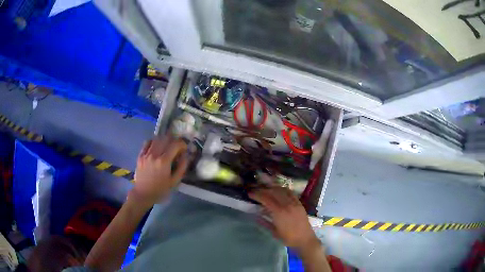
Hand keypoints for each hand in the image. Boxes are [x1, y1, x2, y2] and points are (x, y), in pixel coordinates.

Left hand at [131, 136, 188, 206]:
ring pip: (156, 139)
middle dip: (174, 141)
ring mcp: (146, 154)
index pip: (175, 145)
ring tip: (167, 146)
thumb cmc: (160, 189)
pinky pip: (147, 142)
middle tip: (177, 147)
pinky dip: (153, 142)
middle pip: (166, 139)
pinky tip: (156, 147)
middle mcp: (154, 155)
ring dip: (164, 140)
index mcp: (164, 161)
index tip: (184, 148)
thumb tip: (185, 156)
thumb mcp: (174, 181)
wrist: (143, 194)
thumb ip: (182, 167)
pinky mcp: (140, 155)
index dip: (182, 144)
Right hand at [249, 186, 320, 250]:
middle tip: (256, 190)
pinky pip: (291, 193)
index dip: (257, 195)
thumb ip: (264, 222)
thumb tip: (256, 216)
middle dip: (263, 190)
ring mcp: (294, 203)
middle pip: (273, 192)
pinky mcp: (299, 203)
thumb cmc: (288, 238)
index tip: (250, 193)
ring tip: (266, 189)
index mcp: (279, 212)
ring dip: (273, 188)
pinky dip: (283, 189)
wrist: (305, 239)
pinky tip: (279, 190)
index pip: (266, 199)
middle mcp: (287, 205)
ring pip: (282, 190)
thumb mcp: (274, 232)